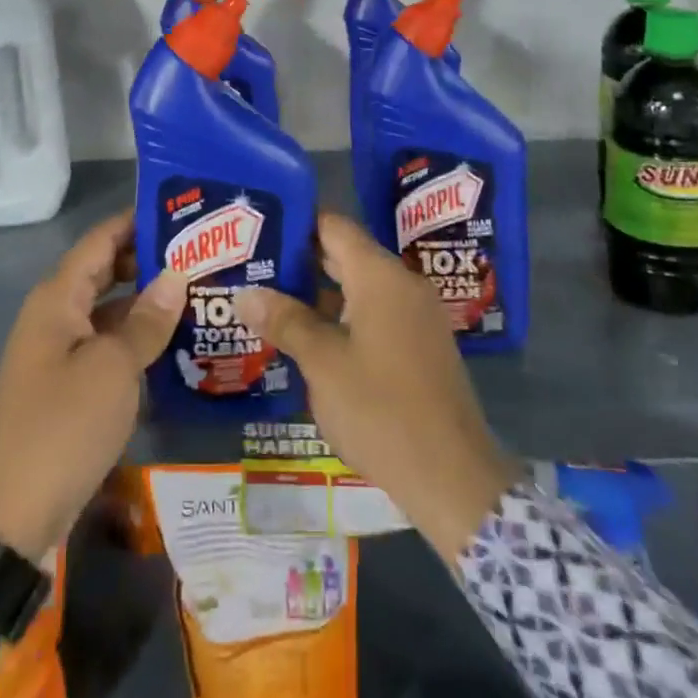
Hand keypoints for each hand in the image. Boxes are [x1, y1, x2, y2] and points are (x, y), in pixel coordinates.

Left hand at [0, 212, 187, 560]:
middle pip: (107, 270)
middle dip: (151, 260)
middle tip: (204, 254)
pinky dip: (139, 338)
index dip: (139, 221)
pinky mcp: (70, 386)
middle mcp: (57, 315)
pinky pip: (109, 345)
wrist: (9, 517)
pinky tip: (178, 342)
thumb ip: (147, 320)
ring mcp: (61, 352)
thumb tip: (177, 275)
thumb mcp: (112, 369)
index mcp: (58, 298)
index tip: (186, 211)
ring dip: (149, 301)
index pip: (101, 239)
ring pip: (111, 310)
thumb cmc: (62, 427)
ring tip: (202, 291)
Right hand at [237, 214, 520, 563]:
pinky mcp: (420, 343)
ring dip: (319, 291)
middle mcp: (402, 283)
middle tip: (254, 264)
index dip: (297, 222)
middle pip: (346, 254)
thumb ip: (286, 321)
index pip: (334, 226)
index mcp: (380, 276)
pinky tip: (308, 336)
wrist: (452, 475)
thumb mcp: (324, 364)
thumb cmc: (381, 409)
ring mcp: (416, 314)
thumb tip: (245, 293)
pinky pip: (375, 312)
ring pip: (359, 286)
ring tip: (270, 299)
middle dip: (301, 259)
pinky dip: (341, 315)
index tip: (259, 229)